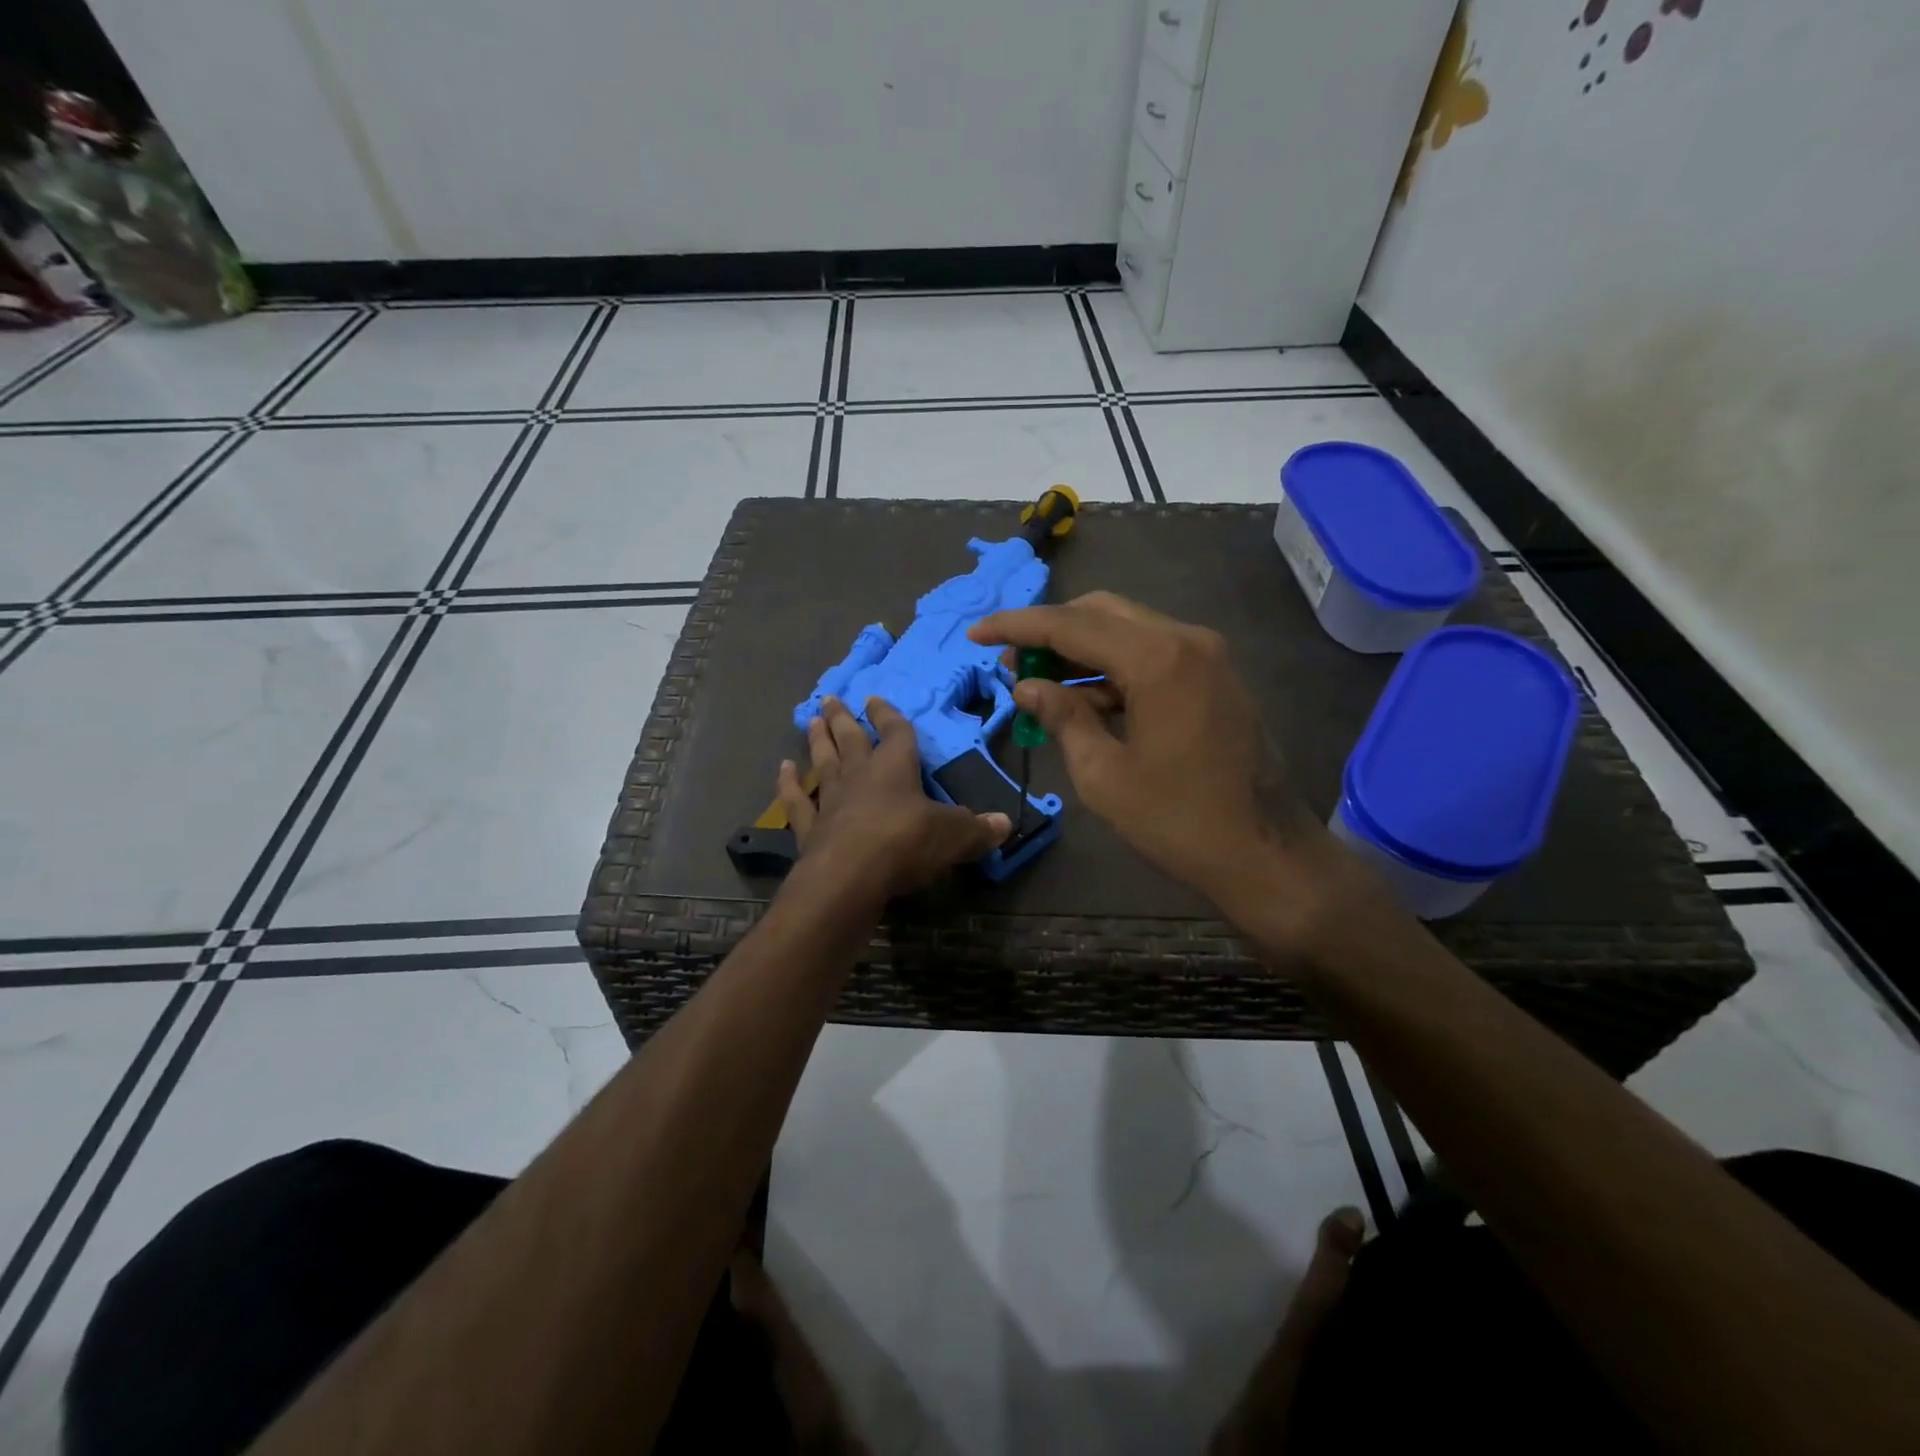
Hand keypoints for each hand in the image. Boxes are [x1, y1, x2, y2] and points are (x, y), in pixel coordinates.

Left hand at [778, 696, 1010, 903]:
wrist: (850, 877)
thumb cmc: (906, 844)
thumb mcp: (954, 836)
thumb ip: (978, 829)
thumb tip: (1006, 824)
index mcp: (895, 768)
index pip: (896, 733)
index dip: (889, 715)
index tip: (876, 699)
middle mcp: (860, 776)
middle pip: (851, 739)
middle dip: (843, 718)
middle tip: (830, 699)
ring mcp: (831, 800)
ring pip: (823, 761)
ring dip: (817, 741)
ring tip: (811, 720)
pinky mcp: (810, 828)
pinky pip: (797, 801)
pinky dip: (788, 785)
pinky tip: (783, 769)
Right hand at [971, 592, 1335, 912]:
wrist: (1267, 854)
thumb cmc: (1179, 822)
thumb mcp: (1103, 775)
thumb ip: (1062, 718)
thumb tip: (1027, 686)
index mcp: (1158, 659)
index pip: (1072, 625)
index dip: (1017, 627)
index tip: (976, 635)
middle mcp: (1187, 640)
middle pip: (1101, 613)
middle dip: (1050, 632)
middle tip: (1010, 661)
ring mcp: (1207, 656)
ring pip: (1128, 631)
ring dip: (1081, 650)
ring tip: (1038, 681)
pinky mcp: (1214, 677)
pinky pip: (1152, 655)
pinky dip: (1113, 669)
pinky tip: (1083, 698)